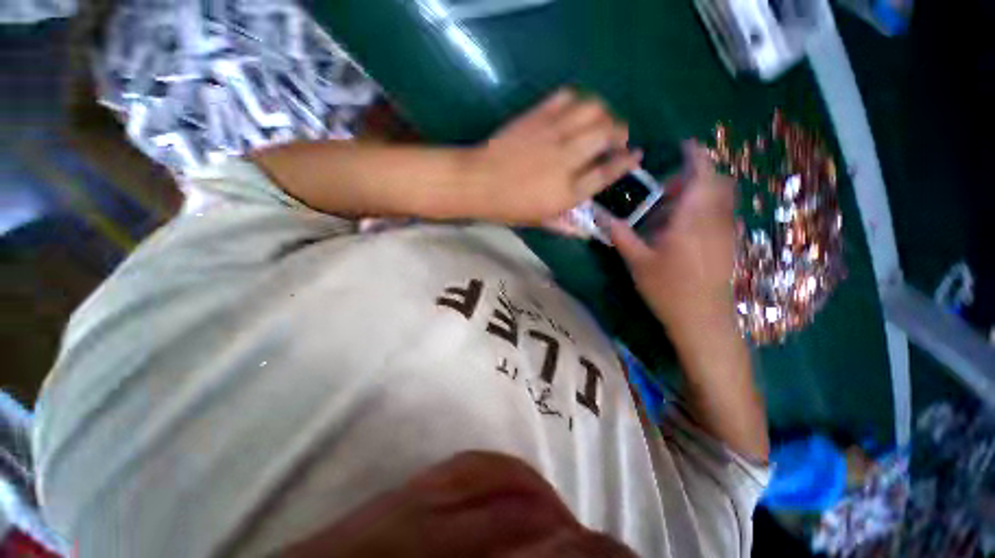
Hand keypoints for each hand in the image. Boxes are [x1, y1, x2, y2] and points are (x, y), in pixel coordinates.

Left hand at [462, 89, 641, 224]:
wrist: (477, 182)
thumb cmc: (507, 207)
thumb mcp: (537, 221)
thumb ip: (564, 225)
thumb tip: (586, 233)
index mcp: (567, 191)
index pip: (606, 173)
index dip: (626, 163)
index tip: (635, 155)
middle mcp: (565, 160)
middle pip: (606, 135)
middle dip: (620, 132)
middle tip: (617, 137)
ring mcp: (551, 135)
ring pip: (592, 111)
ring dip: (603, 113)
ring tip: (600, 121)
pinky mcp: (537, 117)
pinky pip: (565, 98)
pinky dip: (577, 100)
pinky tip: (575, 109)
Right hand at [605, 142, 737, 336]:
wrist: (702, 319)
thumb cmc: (667, 289)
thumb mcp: (637, 261)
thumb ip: (620, 235)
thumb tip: (598, 215)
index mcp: (692, 219)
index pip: (702, 175)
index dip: (696, 156)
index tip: (684, 146)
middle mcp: (715, 220)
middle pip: (716, 183)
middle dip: (695, 177)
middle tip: (666, 187)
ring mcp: (726, 233)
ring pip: (720, 199)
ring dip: (699, 195)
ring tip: (670, 208)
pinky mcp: (728, 245)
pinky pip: (720, 215)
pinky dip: (704, 210)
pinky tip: (682, 229)